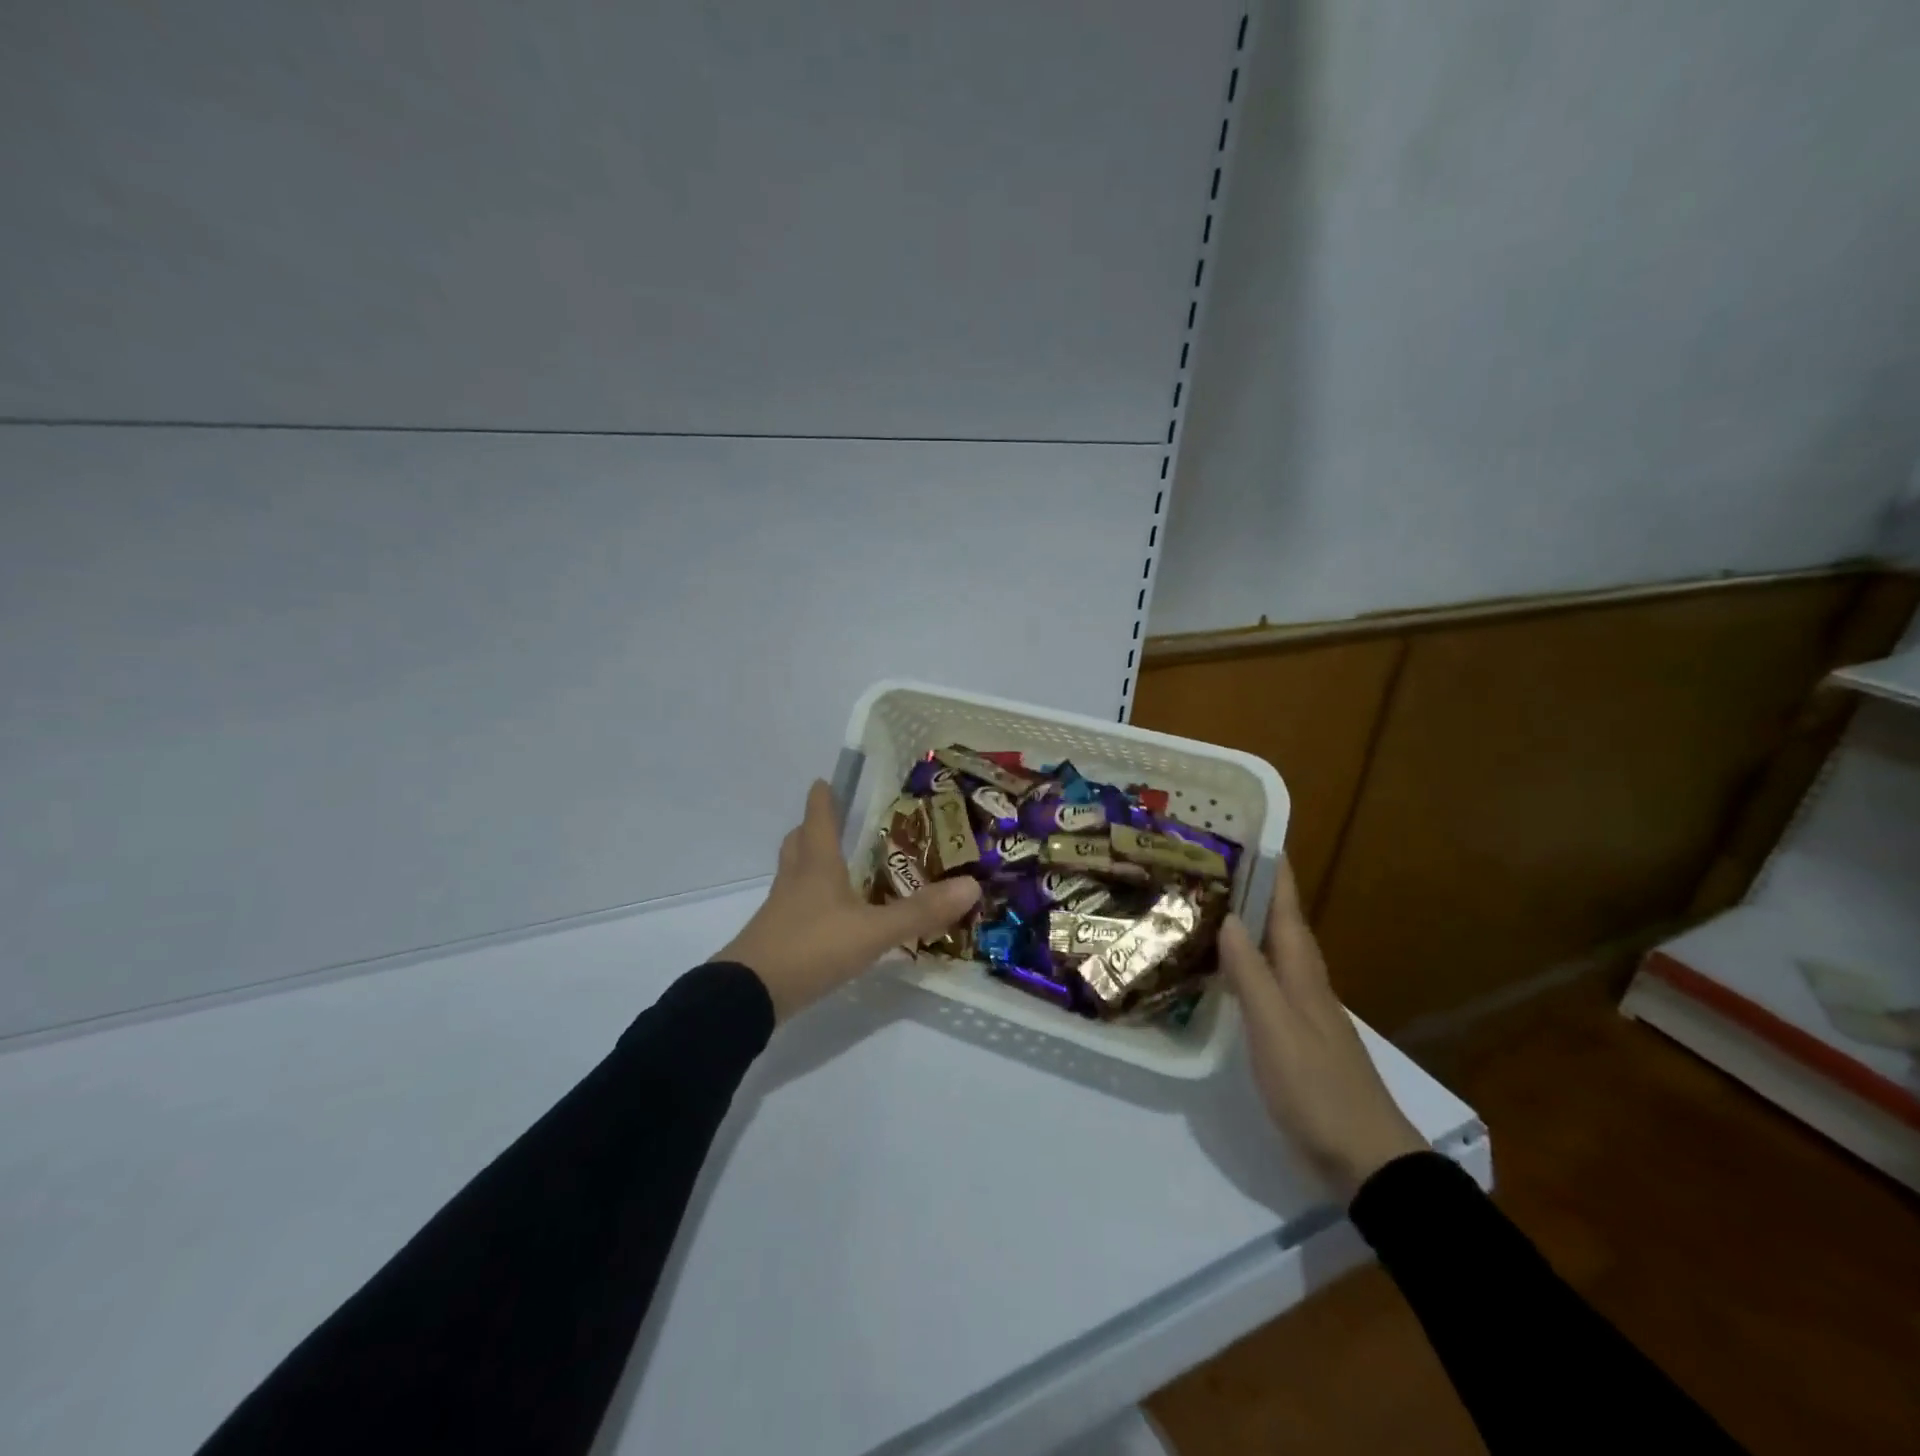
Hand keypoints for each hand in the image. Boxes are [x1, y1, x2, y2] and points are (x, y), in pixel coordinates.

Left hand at [713, 780, 981, 1022]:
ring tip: (834, 867)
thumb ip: (920, 911)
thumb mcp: (873, 932)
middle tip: (831, 822)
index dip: (823, 799)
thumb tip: (971, 885)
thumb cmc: (811, 948)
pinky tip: (829, 916)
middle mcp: (795, 881)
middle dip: (812, 828)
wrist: (748, 996)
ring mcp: (780, 911)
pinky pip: (793, 906)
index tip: (825, 780)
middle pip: (798, 843)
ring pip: (793, 874)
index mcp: (817, 866)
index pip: (818, 820)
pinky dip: (809, 900)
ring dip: (809, 862)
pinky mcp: (775, 938)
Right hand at [1220, 859, 1425, 1198]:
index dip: (1275, 873)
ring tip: (1209, 906)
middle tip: (1213, 864)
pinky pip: (1263, 985)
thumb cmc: (1317, 1088)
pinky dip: (1242, 966)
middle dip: (1255, 892)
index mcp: (1303, 973)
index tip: (1254, 834)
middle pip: (1280, 926)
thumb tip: (1229, 916)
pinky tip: (1219, 971)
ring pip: (1271, 954)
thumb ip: (1251, 973)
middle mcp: (1304, 983)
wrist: (1365, 1159)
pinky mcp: (1292, 1039)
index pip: (1287, 909)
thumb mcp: (1276, 1028)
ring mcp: (1301, 1012)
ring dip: (1247, 927)